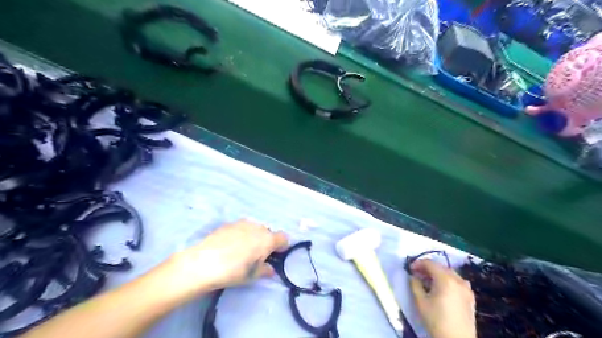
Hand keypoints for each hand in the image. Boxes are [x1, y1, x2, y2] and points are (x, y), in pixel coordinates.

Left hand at [163, 219, 288, 297]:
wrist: (203, 262)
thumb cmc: (233, 271)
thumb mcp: (252, 275)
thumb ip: (265, 270)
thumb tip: (270, 268)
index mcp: (267, 239)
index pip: (283, 238)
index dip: (281, 247)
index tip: (274, 256)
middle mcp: (258, 227)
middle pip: (268, 232)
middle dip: (266, 242)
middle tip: (256, 256)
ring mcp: (242, 223)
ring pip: (254, 229)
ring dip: (253, 237)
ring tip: (240, 251)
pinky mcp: (229, 224)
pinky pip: (241, 228)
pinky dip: (240, 235)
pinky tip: (229, 246)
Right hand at [409, 260, 474, 336]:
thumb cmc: (436, 320)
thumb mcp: (420, 301)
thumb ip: (415, 284)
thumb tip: (414, 276)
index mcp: (445, 279)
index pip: (430, 263)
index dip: (418, 263)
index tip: (409, 269)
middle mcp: (458, 279)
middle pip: (440, 266)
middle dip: (428, 268)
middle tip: (417, 274)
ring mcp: (466, 288)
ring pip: (450, 273)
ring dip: (438, 273)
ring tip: (429, 281)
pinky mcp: (470, 297)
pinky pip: (458, 281)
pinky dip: (449, 280)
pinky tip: (443, 288)